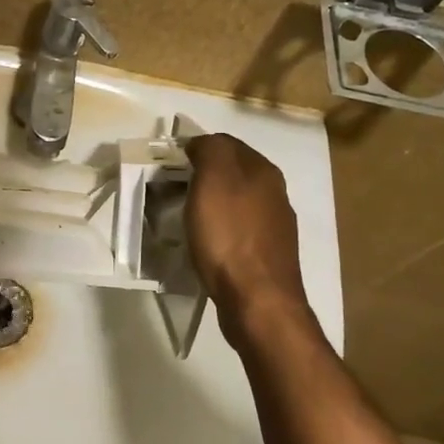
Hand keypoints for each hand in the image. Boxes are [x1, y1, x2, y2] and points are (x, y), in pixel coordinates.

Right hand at [184, 134, 309, 324]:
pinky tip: (205, 243)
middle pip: (232, 173)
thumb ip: (211, 150)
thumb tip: (202, 143)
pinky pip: (237, 230)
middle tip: (170, 191)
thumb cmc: (229, 236)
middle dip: (201, 176)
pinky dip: (219, 230)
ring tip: (183, 217)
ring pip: (235, 201)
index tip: (168, 165)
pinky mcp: (266, 255)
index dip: (196, 149)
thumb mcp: (214, 180)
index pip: (226, 143)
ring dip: (210, 204)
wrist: (258, 300)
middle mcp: (275, 193)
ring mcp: (274, 226)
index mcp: (263, 170)